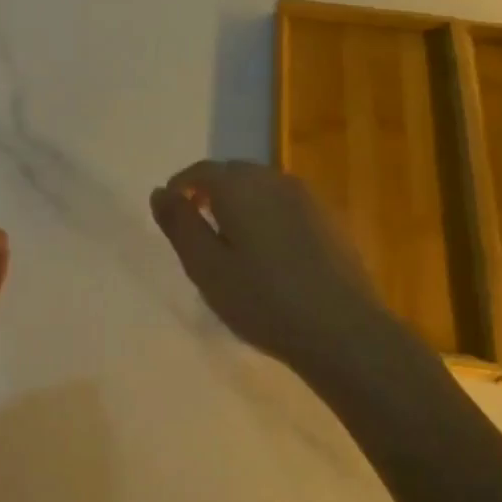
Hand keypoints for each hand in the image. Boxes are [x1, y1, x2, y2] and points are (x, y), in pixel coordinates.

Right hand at [151, 161, 398, 378]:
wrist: (342, 330)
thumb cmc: (262, 300)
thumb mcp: (205, 267)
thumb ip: (179, 225)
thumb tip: (160, 192)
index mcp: (240, 187)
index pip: (202, 171)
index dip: (181, 186)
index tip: (171, 211)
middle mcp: (275, 180)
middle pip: (235, 174)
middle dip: (211, 192)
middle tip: (198, 226)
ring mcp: (308, 199)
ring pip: (263, 188)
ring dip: (242, 203)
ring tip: (232, 241)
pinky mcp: (330, 221)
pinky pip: (287, 206)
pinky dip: (268, 216)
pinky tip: (270, 252)